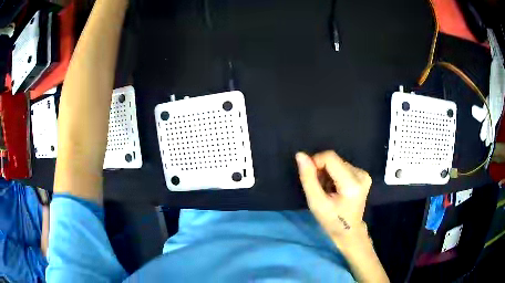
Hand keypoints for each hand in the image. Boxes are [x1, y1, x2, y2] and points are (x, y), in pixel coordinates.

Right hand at [295, 151, 371, 246]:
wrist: (349, 231)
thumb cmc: (331, 220)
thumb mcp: (316, 202)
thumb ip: (308, 178)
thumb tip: (300, 155)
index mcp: (352, 183)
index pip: (330, 157)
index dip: (316, 162)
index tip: (311, 178)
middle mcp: (361, 175)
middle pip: (334, 160)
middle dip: (322, 170)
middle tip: (320, 189)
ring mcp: (364, 174)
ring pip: (337, 162)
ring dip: (328, 173)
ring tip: (327, 190)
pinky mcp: (363, 175)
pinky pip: (343, 166)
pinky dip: (334, 175)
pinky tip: (334, 188)